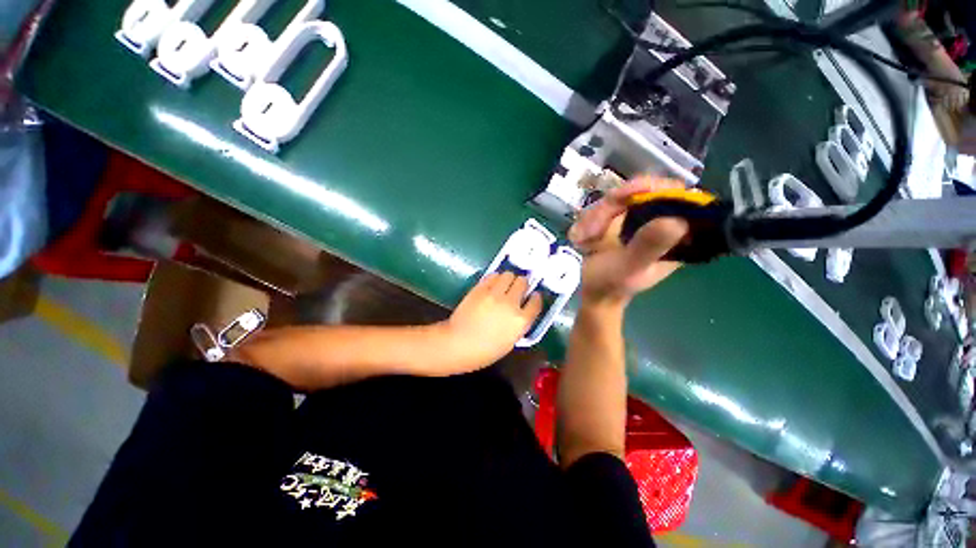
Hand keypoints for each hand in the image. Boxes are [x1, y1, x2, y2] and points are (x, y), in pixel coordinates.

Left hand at [437, 272, 542, 372]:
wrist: (458, 344)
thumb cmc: (485, 350)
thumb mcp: (510, 341)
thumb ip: (519, 324)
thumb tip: (521, 310)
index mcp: (521, 321)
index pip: (536, 302)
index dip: (535, 298)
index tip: (533, 296)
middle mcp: (511, 304)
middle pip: (523, 282)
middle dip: (522, 284)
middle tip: (517, 288)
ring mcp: (495, 294)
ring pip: (508, 275)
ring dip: (509, 279)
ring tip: (504, 284)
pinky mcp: (481, 288)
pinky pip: (493, 276)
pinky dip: (495, 278)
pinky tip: (492, 285)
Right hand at [569, 176, 689, 306]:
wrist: (593, 293)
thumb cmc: (612, 285)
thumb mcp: (630, 268)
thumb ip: (649, 246)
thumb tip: (676, 220)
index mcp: (675, 234)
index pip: (673, 194)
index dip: (649, 188)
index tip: (622, 196)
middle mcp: (657, 221)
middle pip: (636, 192)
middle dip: (607, 210)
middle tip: (590, 231)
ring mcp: (634, 219)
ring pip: (613, 200)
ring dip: (591, 218)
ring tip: (582, 240)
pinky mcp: (616, 221)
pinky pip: (599, 209)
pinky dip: (585, 222)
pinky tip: (580, 239)